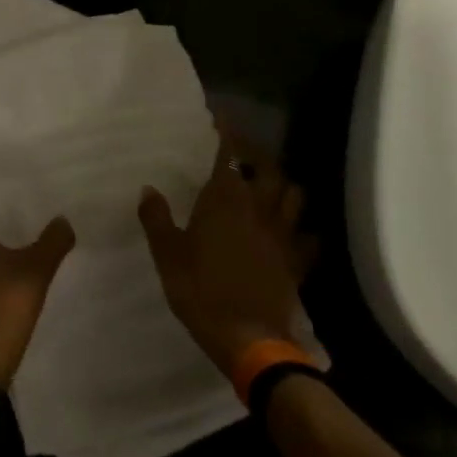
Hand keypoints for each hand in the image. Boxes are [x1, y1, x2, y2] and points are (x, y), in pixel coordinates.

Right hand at [138, 132, 309, 377]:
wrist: (248, 339)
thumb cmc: (200, 291)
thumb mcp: (167, 255)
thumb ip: (156, 219)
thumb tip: (148, 189)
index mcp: (225, 200)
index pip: (228, 155)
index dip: (226, 133)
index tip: (221, 117)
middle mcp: (258, 208)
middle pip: (269, 169)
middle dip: (258, 156)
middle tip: (244, 153)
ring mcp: (282, 235)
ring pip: (294, 196)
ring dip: (283, 185)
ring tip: (270, 185)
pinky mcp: (296, 262)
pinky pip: (309, 238)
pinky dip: (305, 230)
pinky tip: (297, 232)